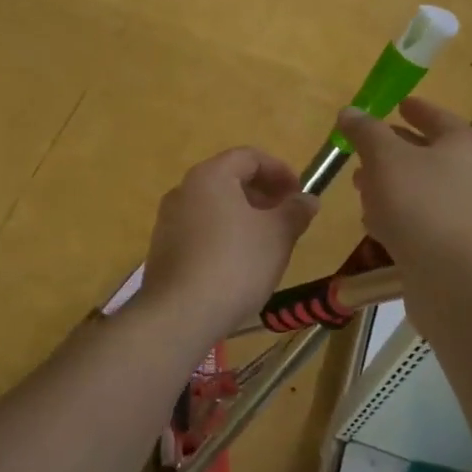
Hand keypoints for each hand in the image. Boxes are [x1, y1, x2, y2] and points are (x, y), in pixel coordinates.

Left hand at [138, 147, 318, 337]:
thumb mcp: (277, 235)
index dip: (279, 170)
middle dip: (262, 194)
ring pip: (214, 206)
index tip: (299, 193)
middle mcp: (184, 190)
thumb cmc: (236, 263)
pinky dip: (223, 234)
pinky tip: (239, 263)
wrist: (180, 314)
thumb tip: (308, 199)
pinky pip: (200, 229)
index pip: (248, 157)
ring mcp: (168, 220)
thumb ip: (295, 211)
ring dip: (243, 215)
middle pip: (228, 179)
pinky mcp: (163, 249)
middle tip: (286, 216)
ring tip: (267, 241)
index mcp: (210, 176)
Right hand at [336, 97, 471, 271]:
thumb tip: (350, 111)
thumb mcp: (385, 158)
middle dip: (392, 150)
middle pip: (427, 152)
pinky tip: (373, 222)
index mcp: (462, 145)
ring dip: (389, 184)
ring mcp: (463, 211)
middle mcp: (470, 174)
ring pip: (420, 187)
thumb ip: (366, 132)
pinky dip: (397, 213)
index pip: (436, 116)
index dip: (415, 109)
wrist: (453, 280)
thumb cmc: (420, 205)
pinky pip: (419, 217)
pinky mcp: (452, 242)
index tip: (396, 104)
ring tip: (359, 185)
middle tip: (363, 149)